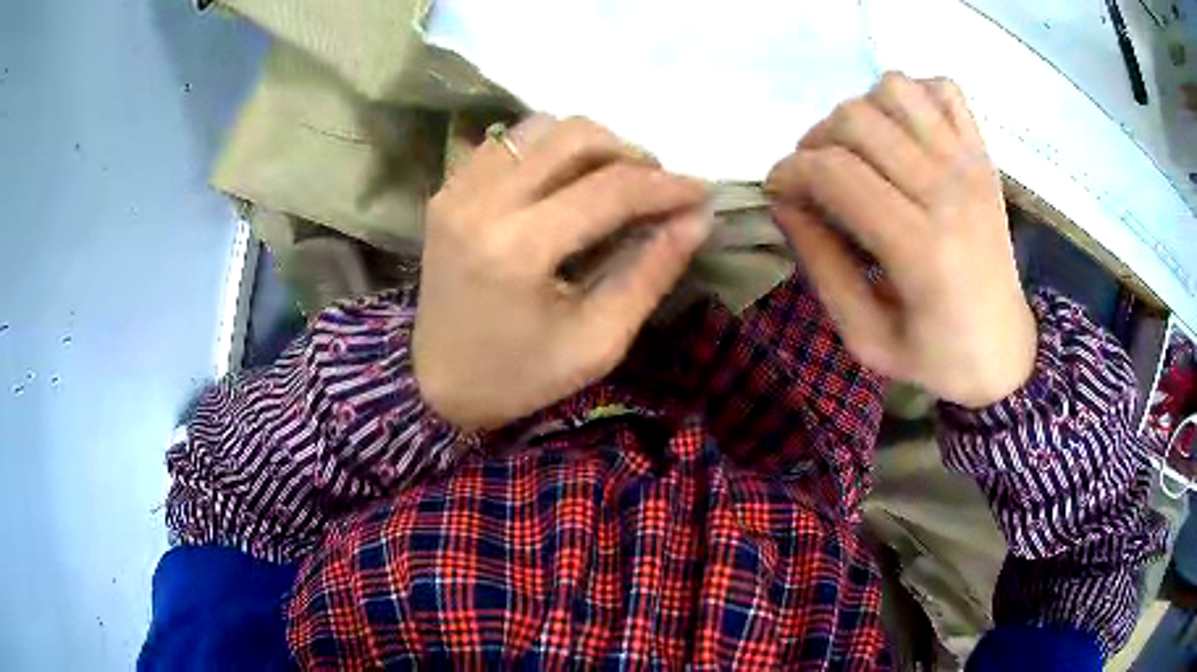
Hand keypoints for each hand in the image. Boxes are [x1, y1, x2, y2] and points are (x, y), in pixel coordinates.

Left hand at [414, 117, 712, 429]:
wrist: (437, 383)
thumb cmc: (520, 377)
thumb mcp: (598, 342)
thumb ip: (651, 273)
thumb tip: (698, 218)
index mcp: (518, 250)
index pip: (609, 190)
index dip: (666, 185)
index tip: (703, 191)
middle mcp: (481, 202)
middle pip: (575, 137)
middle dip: (630, 154)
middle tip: (656, 188)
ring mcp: (457, 190)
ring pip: (541, 128)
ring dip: (590, 145)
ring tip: (614, 182)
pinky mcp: (447, 189)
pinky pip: (509, 142)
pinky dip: (549, 150)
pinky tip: (565, 181)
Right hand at [766, 73, 1035, 407]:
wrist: (1005, 353)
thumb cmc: (936, 356)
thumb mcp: (865, 338)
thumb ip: (821, 266)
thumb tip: (785, 202)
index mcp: (921, 250)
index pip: (834, 172)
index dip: (788, 173)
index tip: (779, 193)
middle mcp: (948, 192)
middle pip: (856, 119)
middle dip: (816, 141)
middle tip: (817, 179)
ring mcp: (971, 165)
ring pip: (895, 89)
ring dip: (862, 112)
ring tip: (861, 152)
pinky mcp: (984, 154)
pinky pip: (943, 89)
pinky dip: (914, 97)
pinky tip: (904, 134)